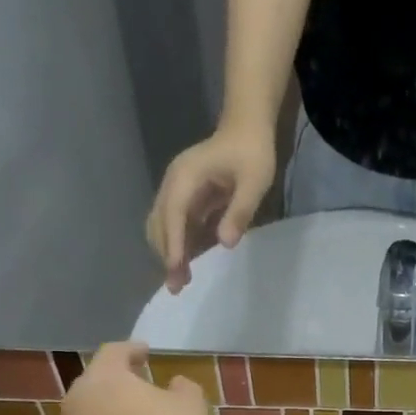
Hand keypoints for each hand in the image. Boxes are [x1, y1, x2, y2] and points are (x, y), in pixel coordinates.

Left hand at [63, 343, 208, 414]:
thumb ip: (184, 388)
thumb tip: (176, 384)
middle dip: (121, 382)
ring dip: (117, 412)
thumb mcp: (190, 405)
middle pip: (100, 382)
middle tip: (144, 386)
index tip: (146, 352)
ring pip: (96, 412)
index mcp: (105, 375)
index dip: (133, 350)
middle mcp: (80, 397)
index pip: (115, 352)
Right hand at [145, 125, 276, 294]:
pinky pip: (178, 225)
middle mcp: (174, 184)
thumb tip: (224, 243)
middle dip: (167, 254)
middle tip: (177, 286)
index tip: (175, 268)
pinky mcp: (186, 198)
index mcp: (185, 177)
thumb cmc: (252, 152)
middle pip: (161, 223)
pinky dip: (181, 245)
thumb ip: (239, 211)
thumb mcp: (254, 182)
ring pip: (164, 226)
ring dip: (171, 252)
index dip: (174, 243)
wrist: (247, 128)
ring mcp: (177, 191)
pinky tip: (190, 264)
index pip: (174, 214)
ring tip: (181, 281)